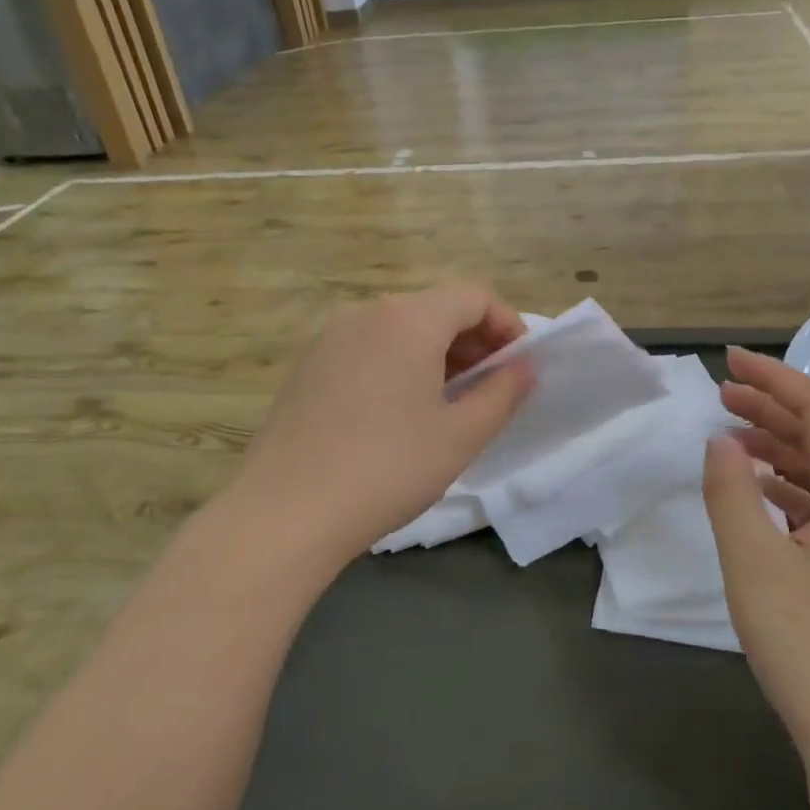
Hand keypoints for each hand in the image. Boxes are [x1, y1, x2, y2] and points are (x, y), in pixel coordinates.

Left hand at [227, 284, 532, 567]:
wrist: (286, 512)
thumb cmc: (387, 468)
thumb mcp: (460, 436)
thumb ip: (502, 393)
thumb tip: (524, 368)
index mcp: (408, 319)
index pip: (473, 297)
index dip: (507, 325)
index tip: (520, 366)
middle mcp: (367, 313)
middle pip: (436, 309)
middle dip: (474, 341)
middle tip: (492, 388)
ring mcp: (330, 338)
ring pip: (400, 329)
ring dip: (438, 354)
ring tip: (451, 402)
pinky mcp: (308, 365)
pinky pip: (369, 348)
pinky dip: (400, 364)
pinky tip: (401, 412)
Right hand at [702, 347, 809, 776]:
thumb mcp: (753, 563)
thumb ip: (729, 492)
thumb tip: (720, 442)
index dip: (776, 379)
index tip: (729, 361)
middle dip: (774, 409)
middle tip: (721, 393)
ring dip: (779, 448)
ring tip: (730, 435)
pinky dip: (789, 487)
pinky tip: (757, 492)